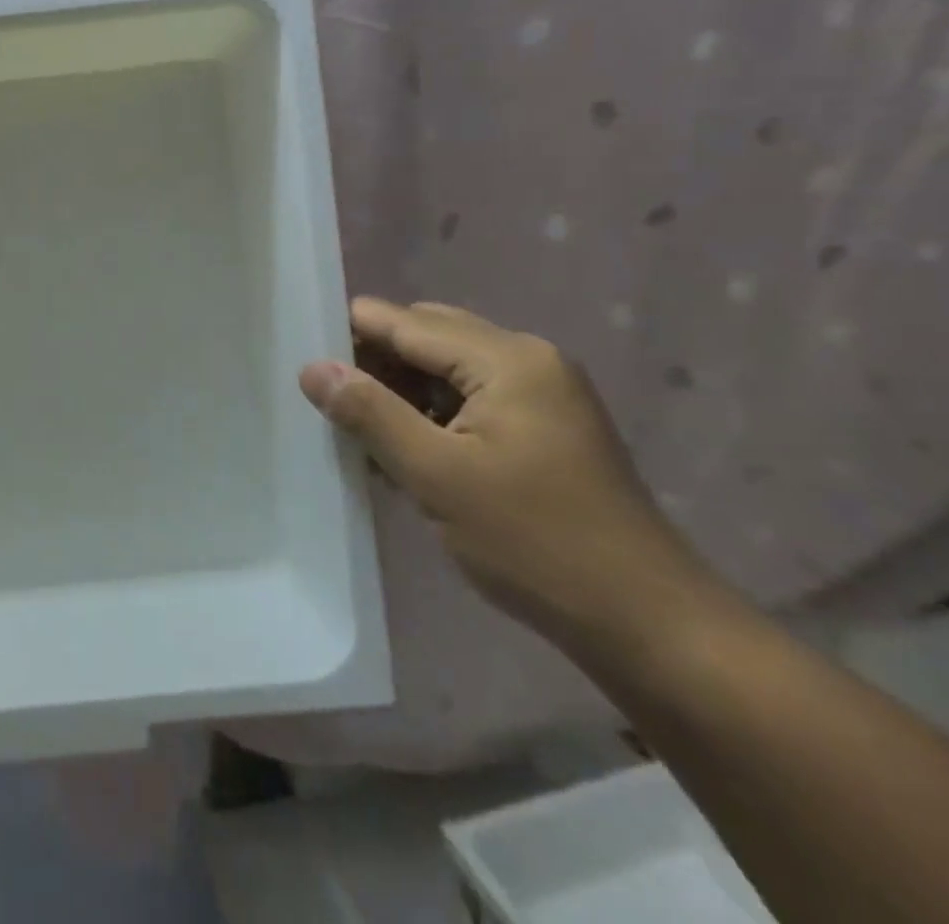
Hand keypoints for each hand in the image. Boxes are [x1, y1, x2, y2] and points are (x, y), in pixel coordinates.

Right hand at [301, 298, 712, 653]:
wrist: (649, 626)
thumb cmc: (536, 543)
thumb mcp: (437, 476)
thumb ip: (370, 413)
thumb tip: (313, 368)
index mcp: (507, 359)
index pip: (407, 322)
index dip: (350, 332)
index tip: (299, 352)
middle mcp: (528, 360)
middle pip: (428, 337)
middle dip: (375, 362)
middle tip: (328, 400)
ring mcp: (543, 394)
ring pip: (447, 370)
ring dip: (402, 391)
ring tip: (358, 429)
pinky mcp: (546, 428)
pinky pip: (471, 399)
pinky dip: (432, 415)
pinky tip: (403, 451)